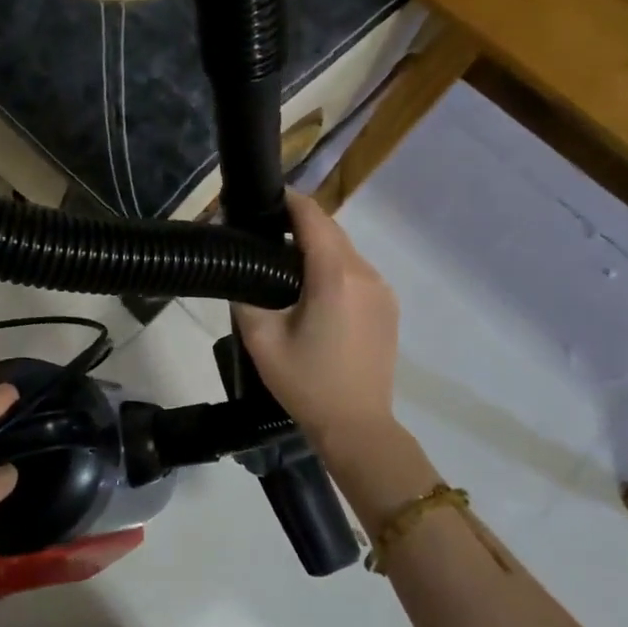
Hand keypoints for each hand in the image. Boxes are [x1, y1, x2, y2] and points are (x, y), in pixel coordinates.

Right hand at [233, 191, 399, 445]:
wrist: (357, 426)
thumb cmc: (306, 383)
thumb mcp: (260, 339)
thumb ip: (245, 294)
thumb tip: (239, 266)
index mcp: (335, 275)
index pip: (312, 217)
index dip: (288, 201)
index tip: (262, 199)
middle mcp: (365, 273)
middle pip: (331, 230)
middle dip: (300, 224)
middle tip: (264, 234)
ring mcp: (382, 290)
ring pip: (346, 251)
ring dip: (317, 247)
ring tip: (284, 263)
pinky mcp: (388, 307)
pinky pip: (357, 272)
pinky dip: (334, 268)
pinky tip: (313, 291)